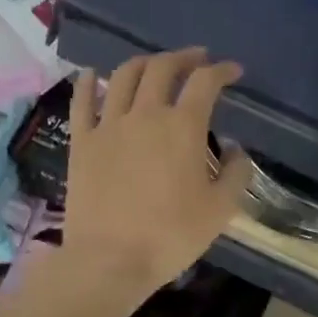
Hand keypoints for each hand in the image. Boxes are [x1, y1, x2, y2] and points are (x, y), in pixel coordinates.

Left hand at [61, 48, 252, 306]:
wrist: (110, 259)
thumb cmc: (171, 236)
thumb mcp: (220, 210)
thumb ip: (235, 174)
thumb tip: (235, 151)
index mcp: (183, 127)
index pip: (206, 82)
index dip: (222, 71)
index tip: (233, 71)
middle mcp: (146, 114)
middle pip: (163, 68)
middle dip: (184, 57)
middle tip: (196, 60)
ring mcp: (109, 125)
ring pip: (124, 76)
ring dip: (144, 63)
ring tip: (154, 65)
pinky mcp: (82, 142)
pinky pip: (82, 101)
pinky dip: (89, 82)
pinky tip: (93, 74)